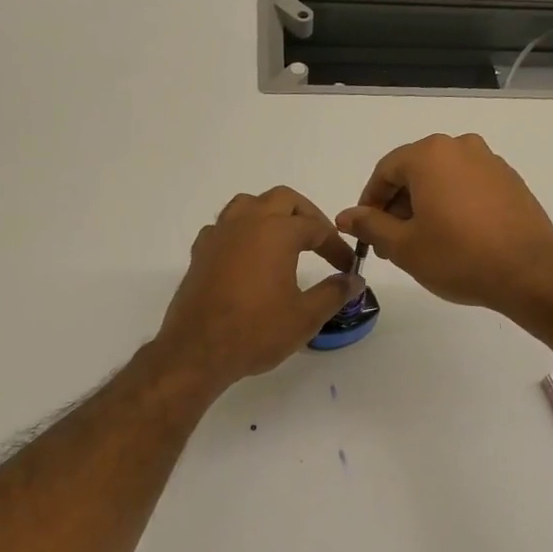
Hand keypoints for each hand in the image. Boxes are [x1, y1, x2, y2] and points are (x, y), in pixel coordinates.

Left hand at [153, 187, 362, 393]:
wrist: (198, 351)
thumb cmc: (256, 331)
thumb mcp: (305, 316)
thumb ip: (334, 292)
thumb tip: (354, 280)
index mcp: (276, 232)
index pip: (316, 228)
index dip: (336, 246)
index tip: (347, 267)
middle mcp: (246, 222)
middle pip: (283, 200)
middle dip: (307, 216)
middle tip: (320, 241)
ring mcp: (219, 235)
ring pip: (248, 205)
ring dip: (271, 214)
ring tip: (284, 240)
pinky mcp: (200, 252)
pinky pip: (225, 227)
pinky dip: (242, 232)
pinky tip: (248, 256)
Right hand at [336, 133, 552, 313]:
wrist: (529, 273)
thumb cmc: (458, 257)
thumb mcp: (404, 246)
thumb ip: (370, 225)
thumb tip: (346, 215)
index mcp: (430, 154)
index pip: (385, 171)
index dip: (369, 202)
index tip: (366, 231)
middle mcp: (461, 146)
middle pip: (415, 171)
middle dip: (397, 205)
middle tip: (391, 242)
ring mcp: (490, 162)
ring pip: (443, 179)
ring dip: (425, 205)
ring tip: (422, 243)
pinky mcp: (510, 181)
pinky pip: (468, 186)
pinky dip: (453, 205)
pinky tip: (454, 237)